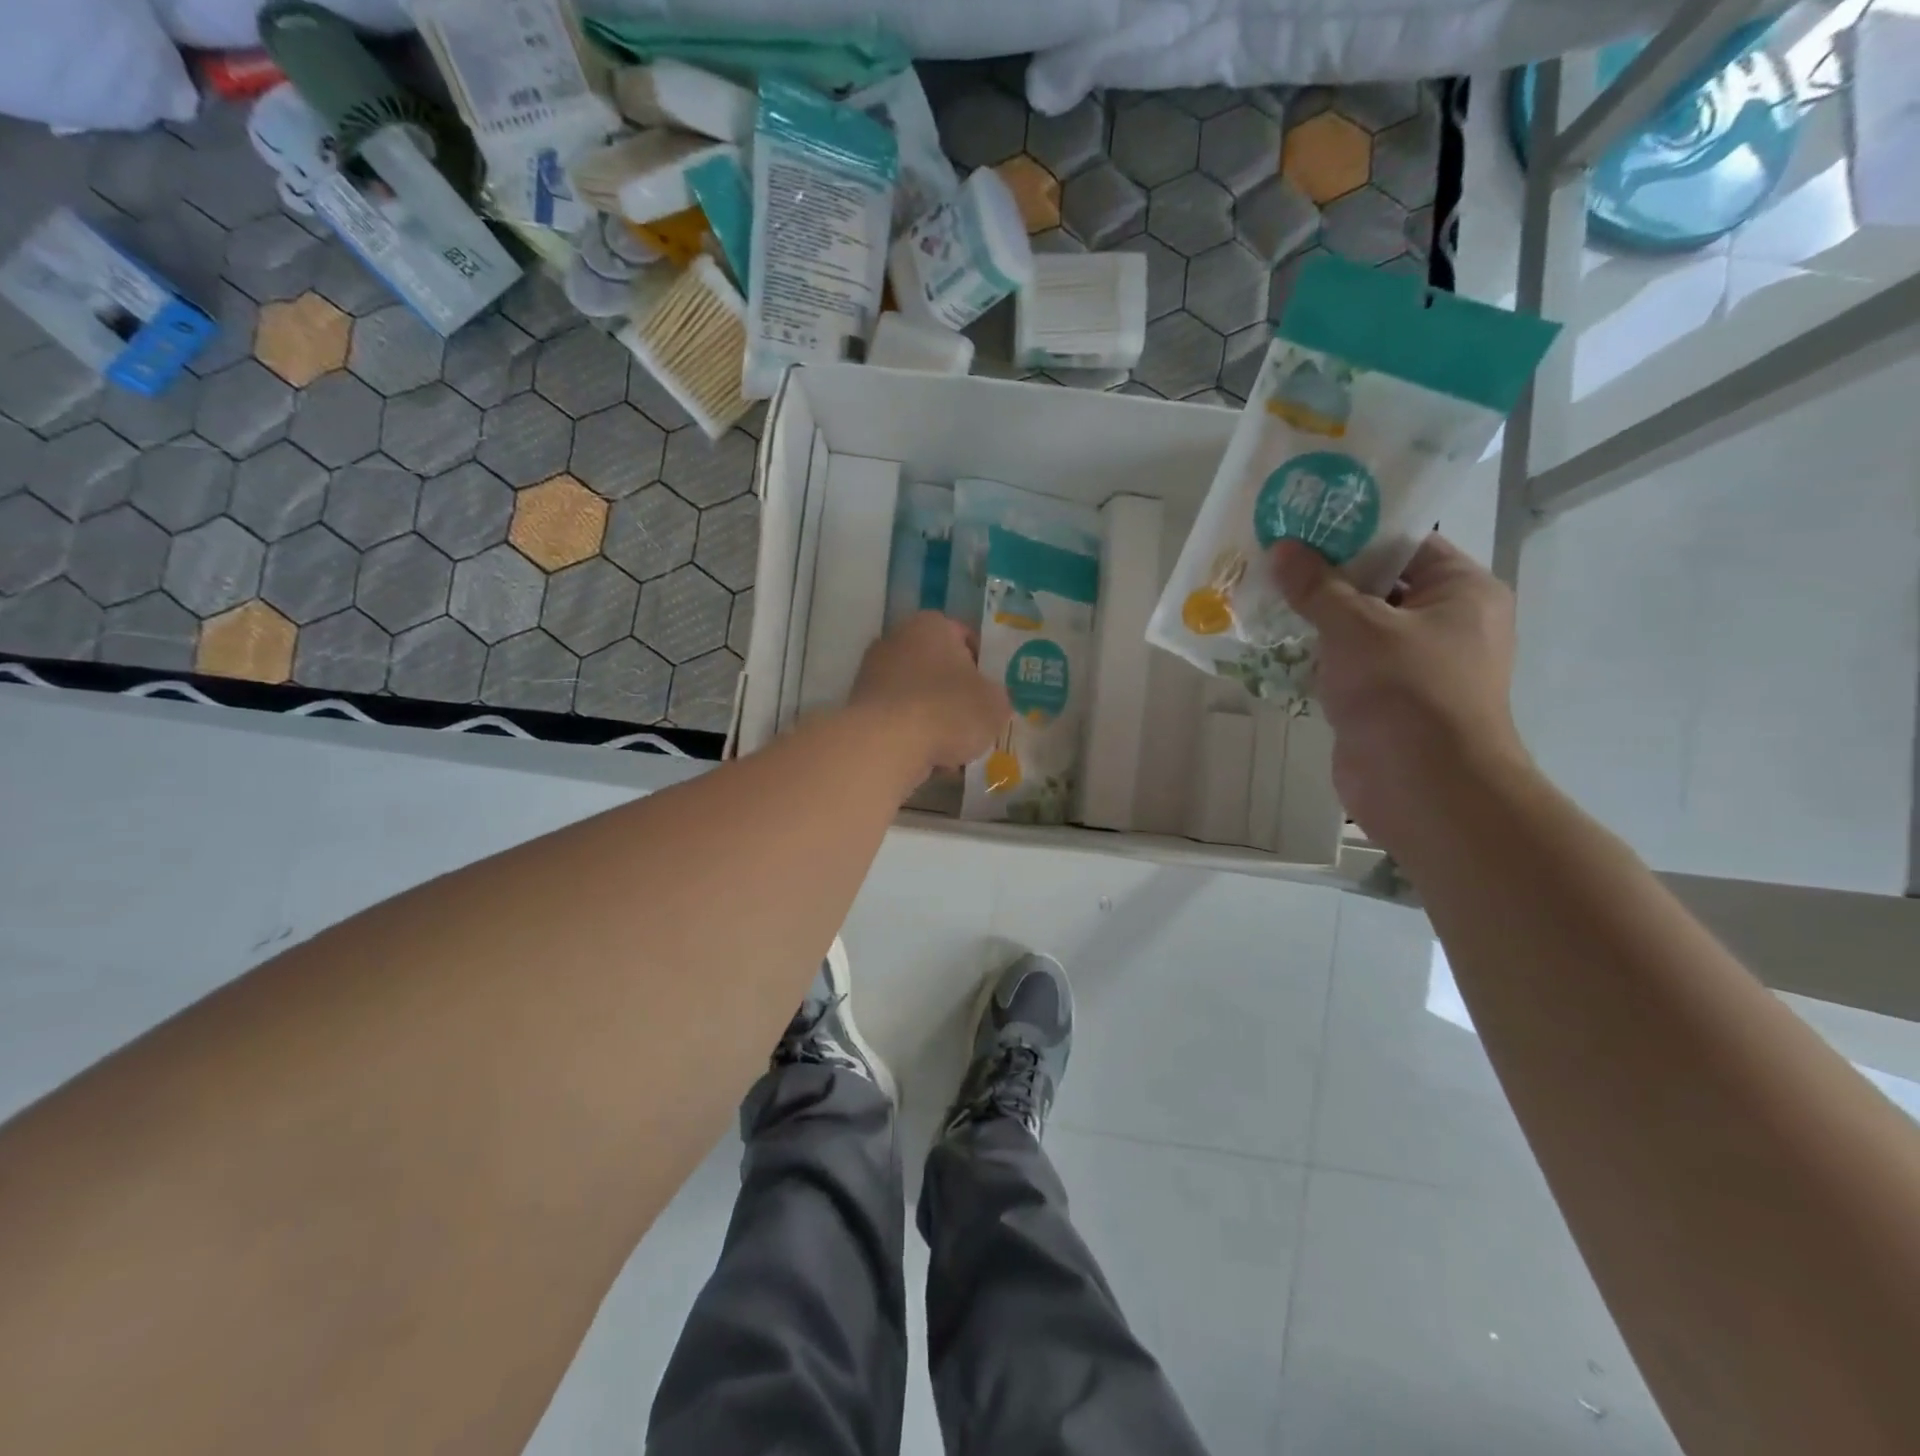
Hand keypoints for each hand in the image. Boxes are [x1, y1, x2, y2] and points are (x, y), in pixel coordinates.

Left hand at [848, 612, 1010, 774]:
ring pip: (915, 695)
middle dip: (953, 693)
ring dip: (933, 718)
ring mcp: (871, 673)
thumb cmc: (948, 710)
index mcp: (930, 624)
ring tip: (952, 749)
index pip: (964, 636)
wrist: (886, 744)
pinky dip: (910, 734)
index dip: (982, 665)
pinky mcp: (858, 706)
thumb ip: (997, 696)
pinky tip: (927, 758)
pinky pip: (896, 718)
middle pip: (936, 667)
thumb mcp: (995, 704)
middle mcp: (895, 639)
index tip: (991, 692)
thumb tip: (989, 700)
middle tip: (973, 721)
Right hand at [1273, 534, 1531, 844]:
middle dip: (1324, 576)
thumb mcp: (1356, 626)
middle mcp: (1445, 623)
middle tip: (1271, 557)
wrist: (1423, 786)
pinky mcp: (1385, 700)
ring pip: (1357, 628)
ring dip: (1314, 618)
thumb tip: (1282, 548)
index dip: (1354, 530)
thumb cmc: (1404, 690)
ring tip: (1260, 594)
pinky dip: (1315, 656)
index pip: (1406, 543)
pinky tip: (1271, 644)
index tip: (1302, 523)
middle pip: (1378, 584)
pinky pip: (1347, 665)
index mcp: (1461, 591)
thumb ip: (1317, 586)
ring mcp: (1415, 666)